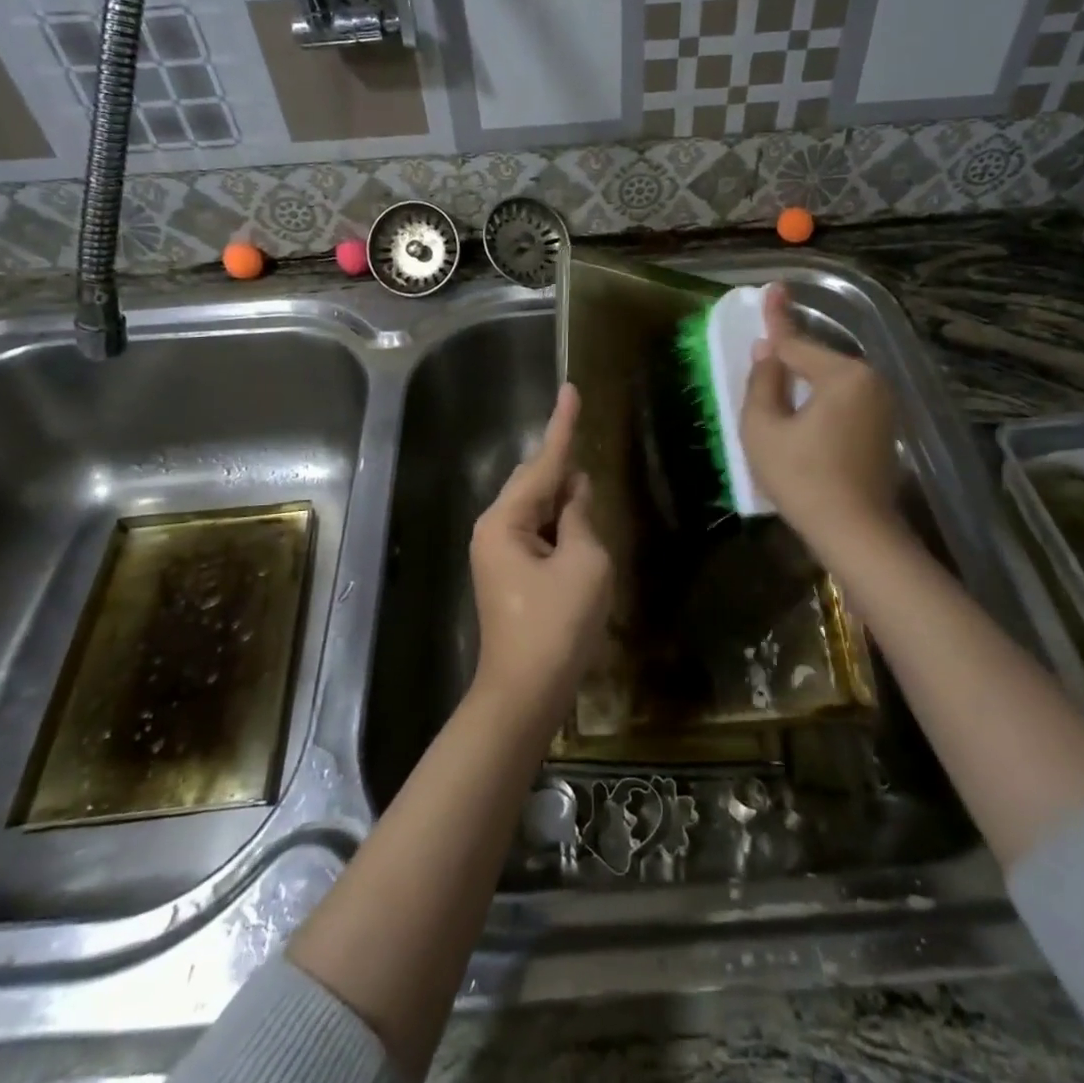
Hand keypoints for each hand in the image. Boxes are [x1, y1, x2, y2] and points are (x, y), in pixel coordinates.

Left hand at [469, 383, 613, 726]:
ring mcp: (499, 552)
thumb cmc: (558, 626)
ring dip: (563, 495)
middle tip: (584, 430)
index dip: (562, 425)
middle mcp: (495, 528)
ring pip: (537, 507)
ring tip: (588, 477)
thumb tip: (574, 493)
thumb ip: (580, 518)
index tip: (570, 389)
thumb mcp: (584, 563)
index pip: (544, 462)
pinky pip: (538, 531)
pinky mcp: (509, 572)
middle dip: (563, 462)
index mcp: (506, 520)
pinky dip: (560, 521)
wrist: (526, 692)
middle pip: (535, 481)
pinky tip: (579, 518)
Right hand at [740, 285, 903, 560]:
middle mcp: (870, 380)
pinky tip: (803, 417)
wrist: (856, 532)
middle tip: (763, 358)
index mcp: (842, 375)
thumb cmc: (802, 478)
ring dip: (805, 383)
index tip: (772, 287)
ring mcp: (883, 405)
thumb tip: (767, 352)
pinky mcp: (885, 428)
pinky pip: (845, 401)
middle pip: (817, 361)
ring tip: (777, 390)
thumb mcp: (763, 428)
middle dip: (789, 360)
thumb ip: (762, 382)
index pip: (797, 343)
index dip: (776, 319)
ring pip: (831, 381)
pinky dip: (821, 402)